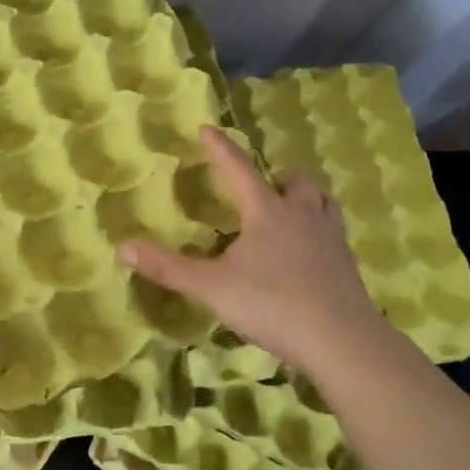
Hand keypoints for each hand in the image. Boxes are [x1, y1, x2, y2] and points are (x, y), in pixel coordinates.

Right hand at [118, 125, 397, 380]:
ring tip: (291, 208)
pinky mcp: (348, 266)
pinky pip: (335, 233)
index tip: (207, 128)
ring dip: (306, 196)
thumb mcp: (212, 287)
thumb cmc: (272, 304)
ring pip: (323, 202)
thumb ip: (168, 267)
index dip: (220, 148)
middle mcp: (301, 216)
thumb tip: (122, 247)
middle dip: (278, 176)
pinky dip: (321, 230)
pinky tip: (310, 252)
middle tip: (264, 185)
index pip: (239, 169)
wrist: (342, 341)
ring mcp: (330, 240)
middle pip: (296, 181)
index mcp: (266, 212)